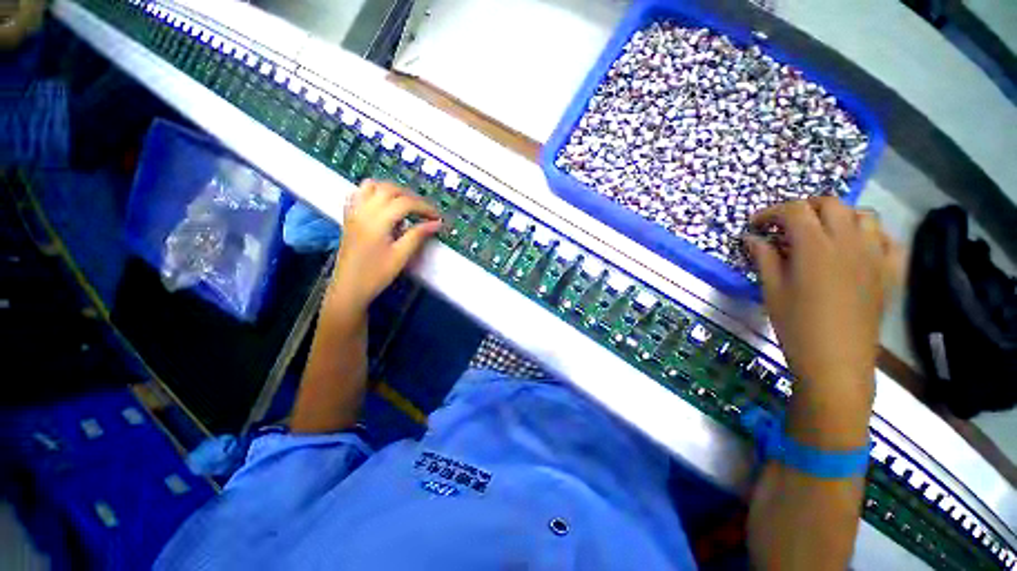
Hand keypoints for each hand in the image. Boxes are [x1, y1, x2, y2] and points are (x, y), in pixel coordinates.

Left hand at [330, 180, 441, 310]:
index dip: (424, 207)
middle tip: (424, 212)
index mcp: (377, 221)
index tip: (437, 218)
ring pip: (372, 186)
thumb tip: (436, 224)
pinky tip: (384, 205)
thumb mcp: (401, 256)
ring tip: (406, 204)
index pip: (405, 203)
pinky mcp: (349, 217)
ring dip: (392, 190)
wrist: (349, 288)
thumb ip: (418, 235)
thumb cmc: (376, 274)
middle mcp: (363, 210)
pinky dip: (374, 192)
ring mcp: (353, 212)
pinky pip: (359, 193)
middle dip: (411, 197)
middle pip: (389, 189)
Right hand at [745, 198, 900, 434]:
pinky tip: (856, 248)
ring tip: (822, 233)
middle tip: (785, 226)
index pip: (794, 211)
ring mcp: (874, 255)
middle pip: (830, 204)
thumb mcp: (771, 290)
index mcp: (815, 247)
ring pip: (863, 215)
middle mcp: (848, 242)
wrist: (836, 360)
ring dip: (839, 216)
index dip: (770, 213)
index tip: (756, 225)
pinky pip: (888, 239)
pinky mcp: (889, 271)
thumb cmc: (796, 325)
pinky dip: (871, 235)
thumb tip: (752, 238)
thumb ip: (763, 258)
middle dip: (803, 208)